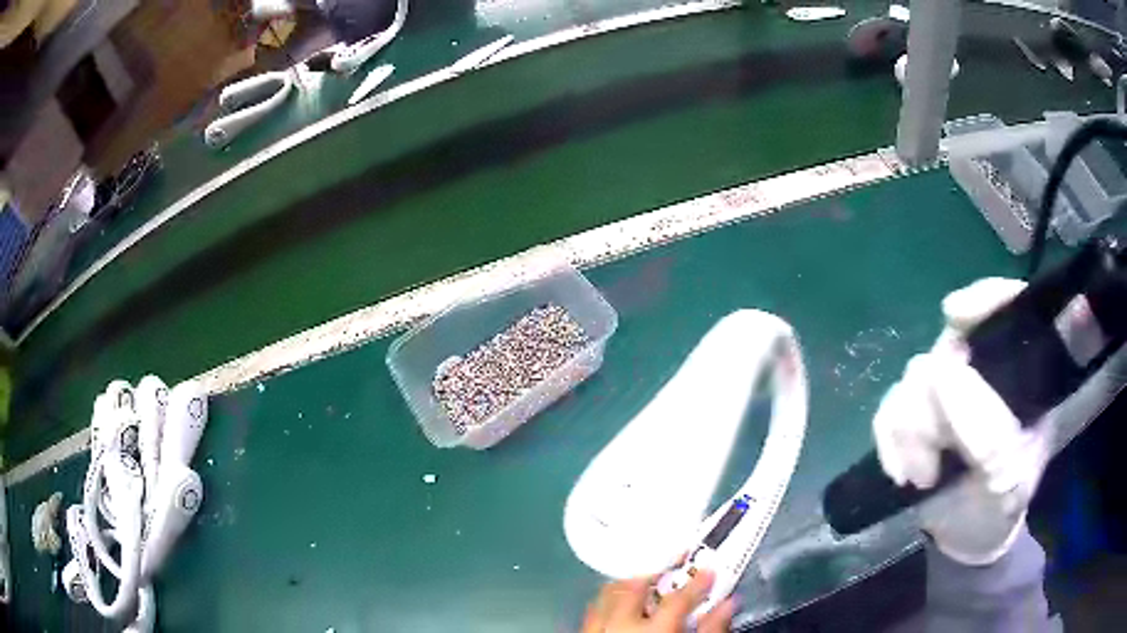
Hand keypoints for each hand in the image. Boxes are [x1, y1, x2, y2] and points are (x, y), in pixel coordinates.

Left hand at [581, 570, 735, 632]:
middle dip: (654, 573)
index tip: (710, 570)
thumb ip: (712, 631)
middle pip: (634, 588)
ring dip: (627, 585)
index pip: (679, 599)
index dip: (698, 582)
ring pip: (607, 596)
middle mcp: (621, 628)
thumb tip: (728, 605)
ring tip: (644, 584)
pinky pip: (592, 613)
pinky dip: (607, 603)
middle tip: (672, 569)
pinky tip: (618, 608)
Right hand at [873, 278, 1053, 565]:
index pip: (1006, 307)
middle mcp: (982, 368)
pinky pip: (889, 409)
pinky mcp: (914, 414)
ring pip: (913, 379)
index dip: (984, 297)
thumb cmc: (1001, 506)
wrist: (970, 536)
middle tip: (938, 459)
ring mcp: (946, 390)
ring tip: (925, 477)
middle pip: (947, 347)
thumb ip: (988, 434)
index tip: (955, 315)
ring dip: (913, 435)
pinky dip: (890, 443)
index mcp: (1019, 373)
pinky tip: (902, 474)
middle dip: (936, 409)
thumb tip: (945, 373)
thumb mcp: (1009, 479)